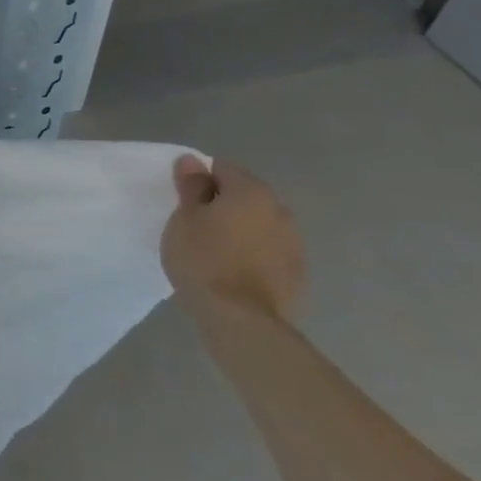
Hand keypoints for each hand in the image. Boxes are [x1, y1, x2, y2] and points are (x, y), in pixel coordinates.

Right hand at [160, 154, 305, 322]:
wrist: (241, 319)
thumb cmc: (204, 259)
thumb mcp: (184, 219)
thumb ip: (191, 186)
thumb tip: (192, 161)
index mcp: (251, 191)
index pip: (222, 168)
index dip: (199, 180)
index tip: (183, 202)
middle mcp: (279, 210)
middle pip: (245, 196)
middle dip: (223, 205)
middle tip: (195, 227)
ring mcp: (294, 244)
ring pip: (260, 225)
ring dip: (240, 231)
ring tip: (214, 252)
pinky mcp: (297, 274)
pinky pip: (269, 253)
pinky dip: (253, 256)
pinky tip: (233, 273)